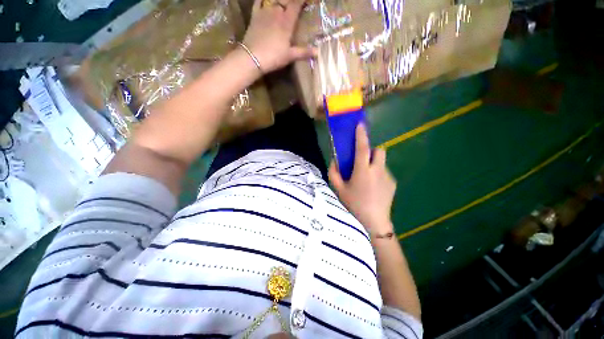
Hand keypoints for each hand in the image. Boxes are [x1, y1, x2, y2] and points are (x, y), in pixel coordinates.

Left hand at [242, 0, 314, 73]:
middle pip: (285, 0)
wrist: (253, 57)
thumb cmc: (274, 57)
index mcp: (287, 21)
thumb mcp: (290, 56)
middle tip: (294, 4)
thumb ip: (304, 52)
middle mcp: (276, 12)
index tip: (306, 0)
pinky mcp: (255, 16)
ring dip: (279, 1)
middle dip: (291, 1)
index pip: (296, 4)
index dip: (302, 0)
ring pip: (273, 0)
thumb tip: (318, 52)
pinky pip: (258, 2)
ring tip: (282, 4)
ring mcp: (264, 12)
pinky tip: (265, 0)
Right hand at [329, 124, 396, 233]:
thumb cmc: (353, 205)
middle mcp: (377, 171)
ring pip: (381, 162)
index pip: (362, 149)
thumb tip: (334, 160)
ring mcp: (387, 177)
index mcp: (362, 172)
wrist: (374, 222)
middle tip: (362, 161)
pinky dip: (378, 173)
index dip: (361, 135)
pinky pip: (384, 172)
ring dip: (373, 164)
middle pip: (379, 150)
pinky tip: (373, 187)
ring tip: (366, 178)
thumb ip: (334, 173)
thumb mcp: (339, 189)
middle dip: (371, 151)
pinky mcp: (392, 183)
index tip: (360, 125)